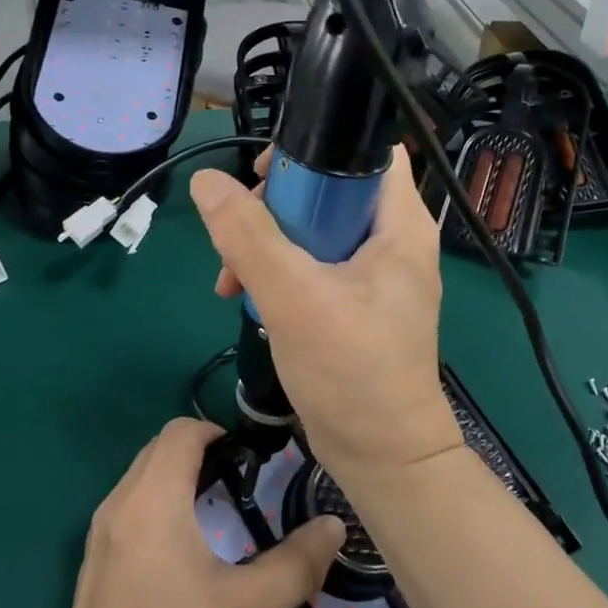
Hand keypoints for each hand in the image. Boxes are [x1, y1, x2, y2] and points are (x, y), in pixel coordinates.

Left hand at [39, 418, 345, 607]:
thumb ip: (294, 565)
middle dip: (200, 449)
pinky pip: (131, 501)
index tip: (250, 458)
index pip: (180, 431)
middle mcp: (120, 501)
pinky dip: (159, 498)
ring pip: (143, 473)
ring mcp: (101, 528)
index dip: (217, 431)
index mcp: (152, 500)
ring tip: (219, 507)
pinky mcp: (96, 554)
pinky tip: (186, 544)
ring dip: (178, 474)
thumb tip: (334, 527)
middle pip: (159, 446)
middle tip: (241, 479)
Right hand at [189, 146, 462, 478]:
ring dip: (266, 243)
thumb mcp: (294, 296)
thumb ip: (248, 235)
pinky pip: (309, 266)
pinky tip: (244, 297)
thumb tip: (207, 182)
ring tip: (230, 276)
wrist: (381, 458)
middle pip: (328, 190)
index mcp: (400, 226)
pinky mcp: (352, 304)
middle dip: (276, 204)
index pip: (367, 153)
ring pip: (312, 230)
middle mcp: (392, 242)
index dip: (316, 149)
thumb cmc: (351, 371)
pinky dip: (276, 273)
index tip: (266, 174)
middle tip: (240, 226)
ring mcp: (372, 275)